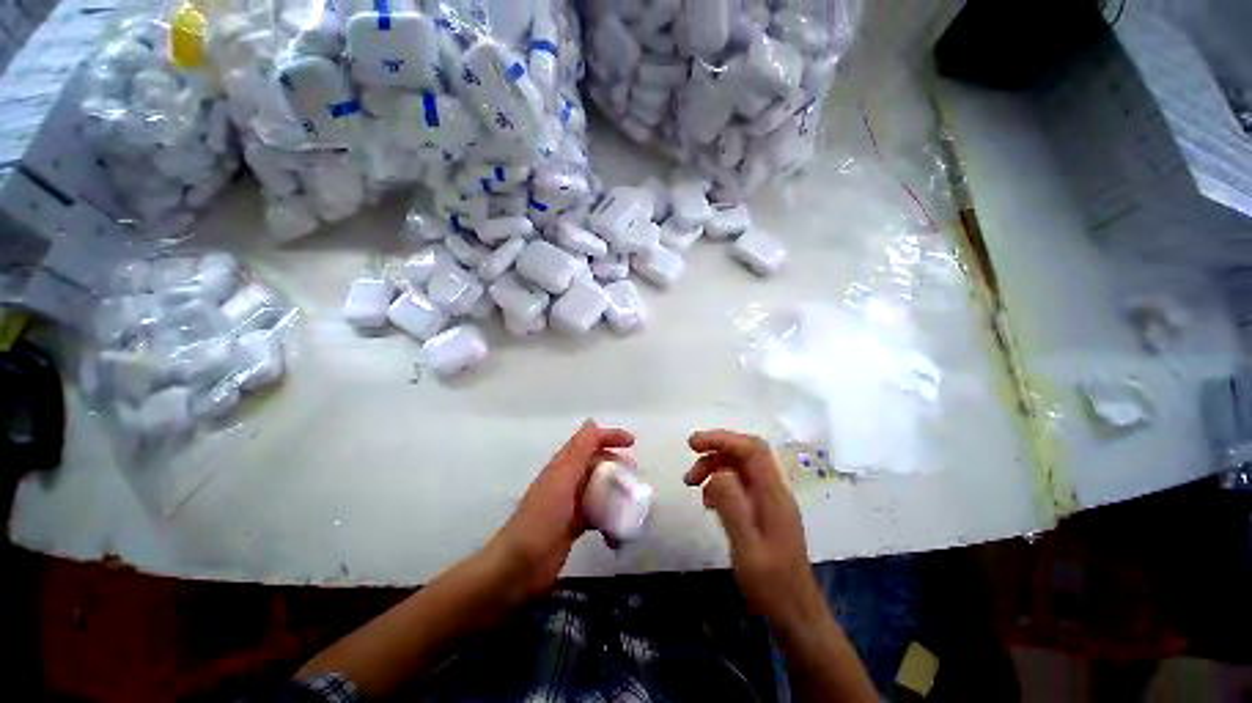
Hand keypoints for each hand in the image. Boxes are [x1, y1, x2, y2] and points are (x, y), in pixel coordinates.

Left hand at [486, 419, 634, 600]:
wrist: (520, 565)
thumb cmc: (543, 516)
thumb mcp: (563, 478)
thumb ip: (578, 449)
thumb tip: (592, 422)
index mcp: (564, 465)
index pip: (590, 441)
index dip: (610, 437)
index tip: (632, 443)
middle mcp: (568, 479)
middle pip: (598, 465)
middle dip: (618, 469)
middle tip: (634, 480)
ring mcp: (571, 503)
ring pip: (600, 490)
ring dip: (616, 497)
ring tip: (631, 509)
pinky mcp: (574, 524)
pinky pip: (598, 515)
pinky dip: (609, 522)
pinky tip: (615, 538)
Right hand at [685, 430, 825, 631]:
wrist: (796, 614)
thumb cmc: (772, 585)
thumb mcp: (747, 549)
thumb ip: (732, 507)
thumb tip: (717, 473)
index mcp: (773, 493)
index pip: (750, 448)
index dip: (721, 439)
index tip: (693, 444)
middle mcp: (773, 490)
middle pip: (745, 452)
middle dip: (715, 450)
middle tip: (690, 463)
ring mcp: (769, 499)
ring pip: (740, 467)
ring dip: (715, 467)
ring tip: (692, 484)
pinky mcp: (764, 510)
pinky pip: (740, 483)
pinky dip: (720, 483)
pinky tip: (708, 501)